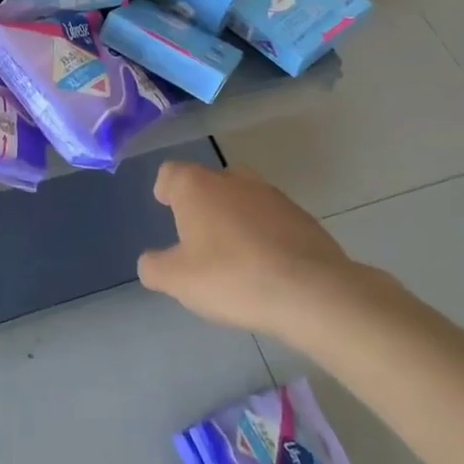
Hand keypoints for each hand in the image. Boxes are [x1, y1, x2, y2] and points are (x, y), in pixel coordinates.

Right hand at [138, 162, 358, 339]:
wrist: (312, 291)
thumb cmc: (232, 277)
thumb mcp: (177, 281)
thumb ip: (154, 267)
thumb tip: (151, 261)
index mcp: (197, 186)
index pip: (170, 172)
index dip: (165, 189)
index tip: (165, 207)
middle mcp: (233, 179)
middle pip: (208, 181)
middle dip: (201, 203)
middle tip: (197, 237)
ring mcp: (271, 195)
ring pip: (242, 198)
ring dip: (234, 218)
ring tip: (233, 256)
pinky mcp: (302, 216)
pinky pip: (271, 219)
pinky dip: (264, 234)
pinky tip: (265, 266)